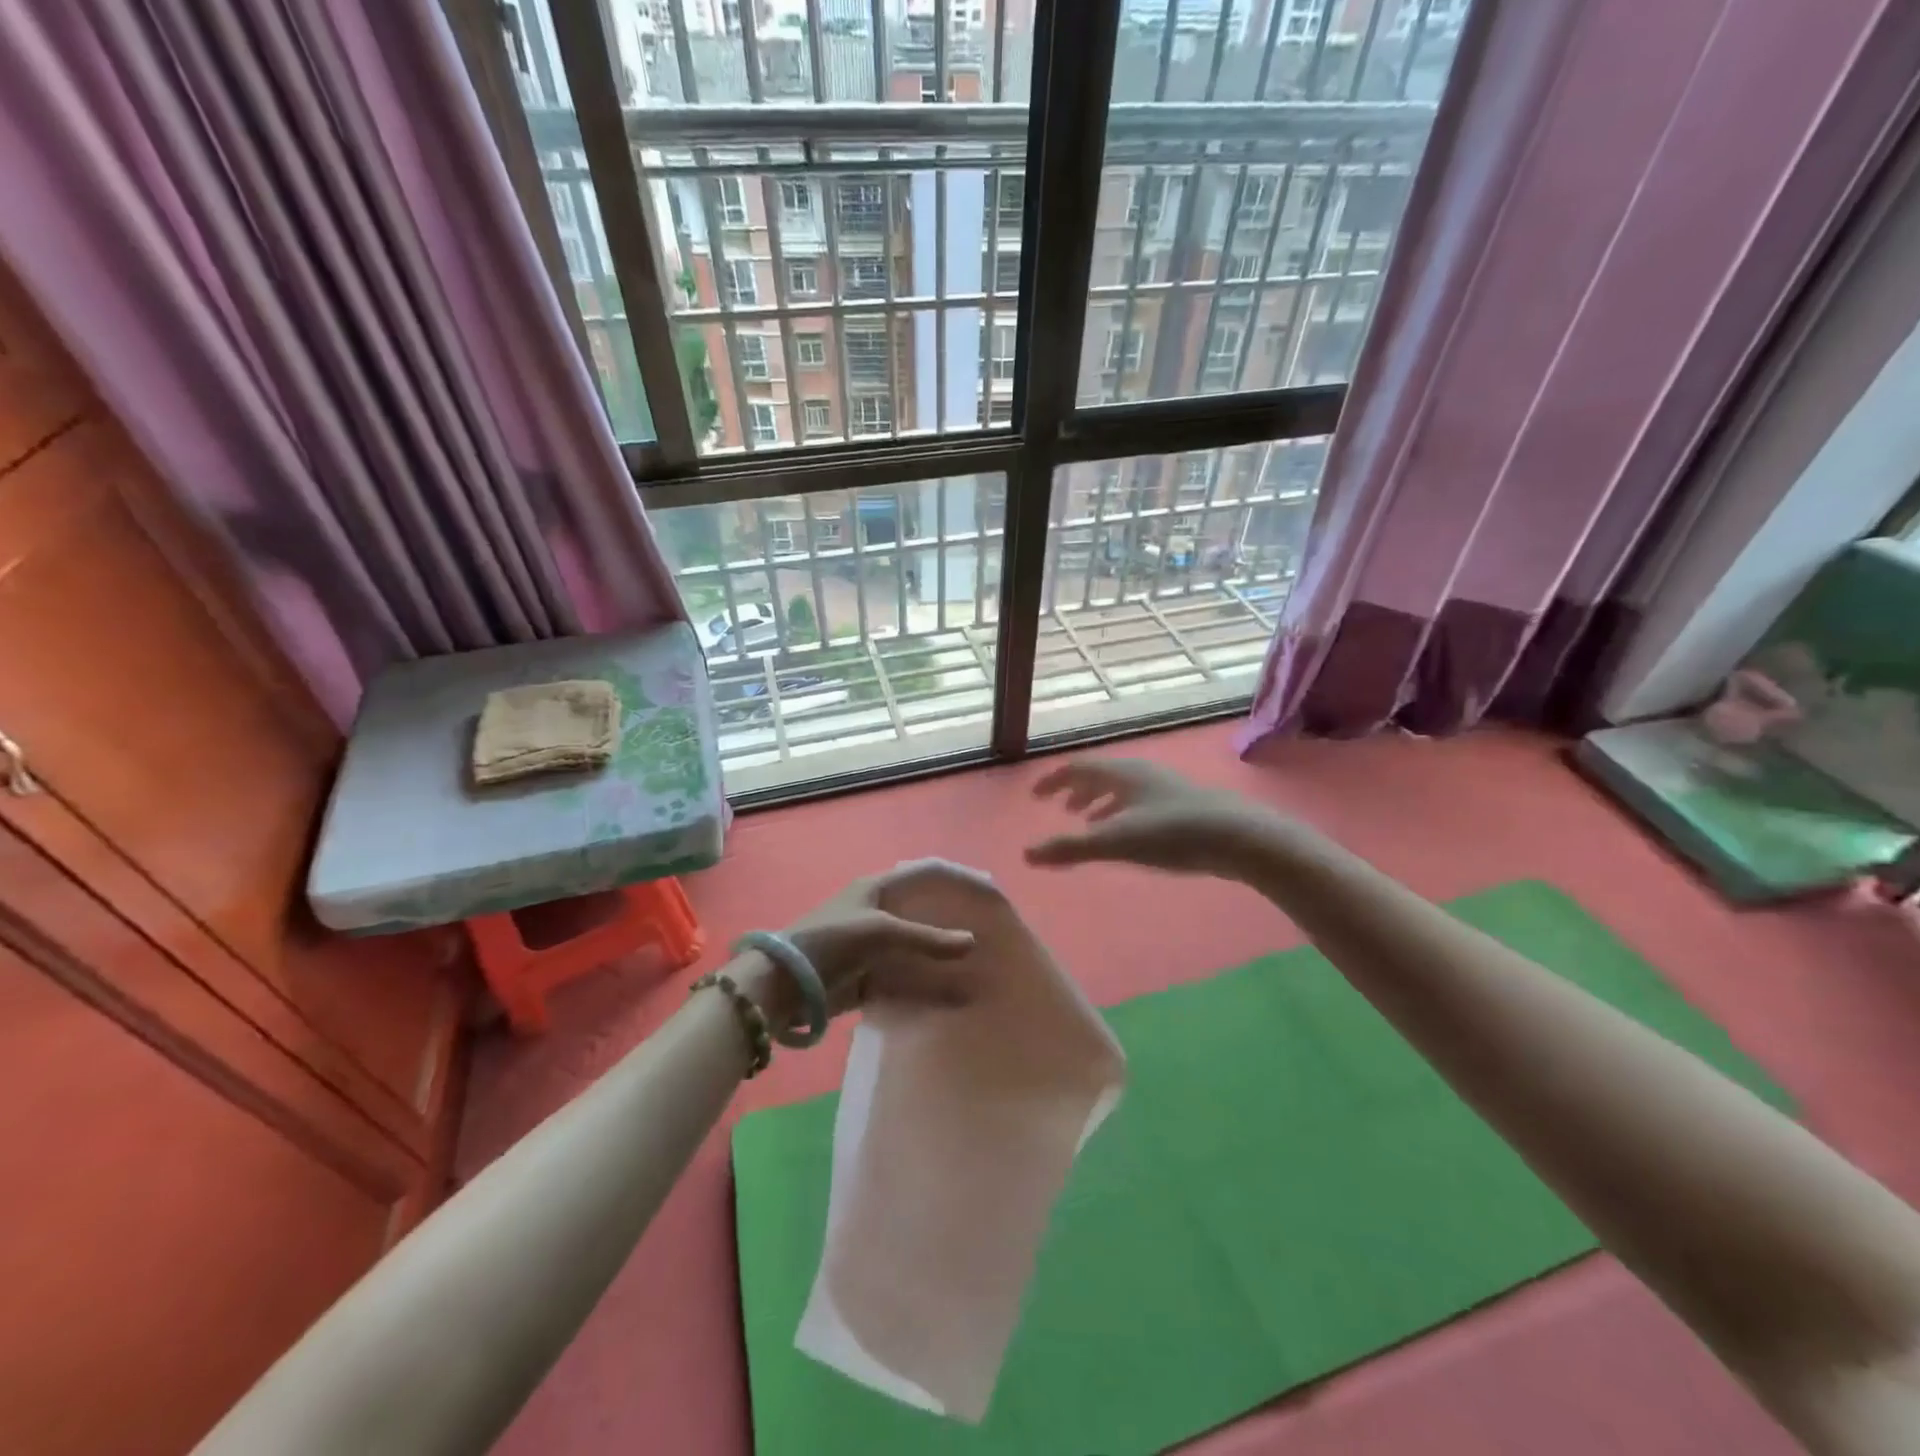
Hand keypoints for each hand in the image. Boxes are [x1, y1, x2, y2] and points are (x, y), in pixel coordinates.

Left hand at [735, 862, 980, 1027]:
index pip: (926, 872)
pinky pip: (905, 973)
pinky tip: (948, 989)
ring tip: (975, 960)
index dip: (957, 876)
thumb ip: (927, 939)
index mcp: (878, 887)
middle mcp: (877, 909)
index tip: (988, 889)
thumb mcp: (881, 932)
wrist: (784, 984)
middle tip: (988, 927)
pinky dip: (926, 979)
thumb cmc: (832, 941)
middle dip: (954, 915)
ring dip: (942, 950)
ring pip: (917, 943)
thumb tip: (973, 942)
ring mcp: (872, 943)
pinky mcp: (866, 973)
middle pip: (924, 907)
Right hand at [1025, 759, 1284, 876]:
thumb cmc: (1172, 833)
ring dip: (1100, 802)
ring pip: (1122, 789)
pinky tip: (1130, 835)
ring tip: (1088, 822)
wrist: (1240, 837)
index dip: (1054, 781)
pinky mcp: (1183, 805)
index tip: (1036, 796)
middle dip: (1076, 790)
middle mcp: (1141, 773)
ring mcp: (1164, 787)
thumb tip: (1026, 854)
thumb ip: (1070, 848)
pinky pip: (1140, 801)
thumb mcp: (1115, 842)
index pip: (1077, 768)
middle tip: (1060, 808)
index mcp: (1121, 773)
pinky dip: (1122, 813)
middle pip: (1100, 775)